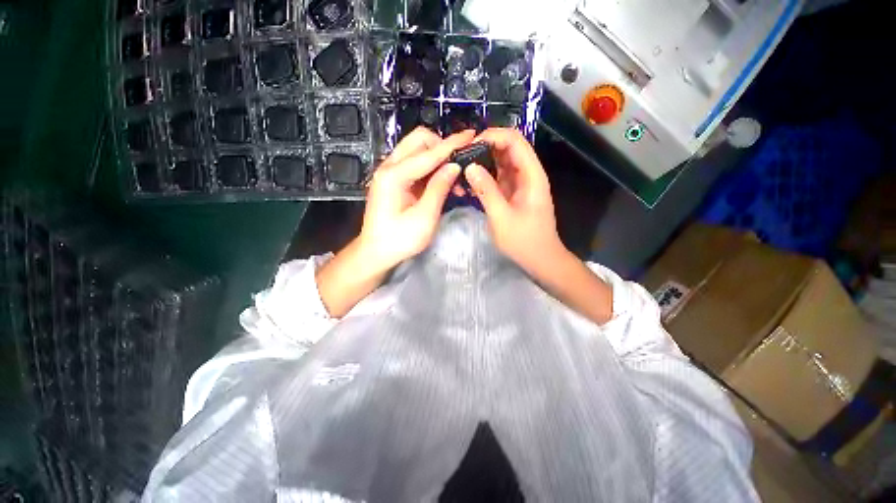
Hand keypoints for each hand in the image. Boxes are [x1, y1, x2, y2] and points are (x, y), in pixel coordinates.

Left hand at [358, 127, 474, 270]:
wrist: (375, 252)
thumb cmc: (399, 240)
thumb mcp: (424, 217)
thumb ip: (439, 188)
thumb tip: (454, 166)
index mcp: (394, 176)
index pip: (429, 153)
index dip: (452, 144)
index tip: (471, 135)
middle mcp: (389, 167)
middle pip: (419, 141)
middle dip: (442, 146)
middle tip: (459, 163)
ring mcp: (389, 172)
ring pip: (416, 150)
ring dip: (437, 157)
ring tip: (454, 176)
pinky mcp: (393, 180)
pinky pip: (414, 163)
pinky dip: (430, 167)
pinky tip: (442, 181)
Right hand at [464, 128, 565, 276]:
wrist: (540, 259)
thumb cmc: (524, 241)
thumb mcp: (502, 217)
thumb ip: (486, 191)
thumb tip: (470, 167)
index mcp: (531, 175)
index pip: (514, 140)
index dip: (492, 136)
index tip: (469, 145)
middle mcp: (527, 174)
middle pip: (507, 148)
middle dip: (484, 147)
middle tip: (460, 156)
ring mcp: (520, 183)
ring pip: (501, 162)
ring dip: (483, 162)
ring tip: (461, 167)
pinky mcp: (513, 193)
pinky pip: (498, 177)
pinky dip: (484, 176)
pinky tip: (469, 183)